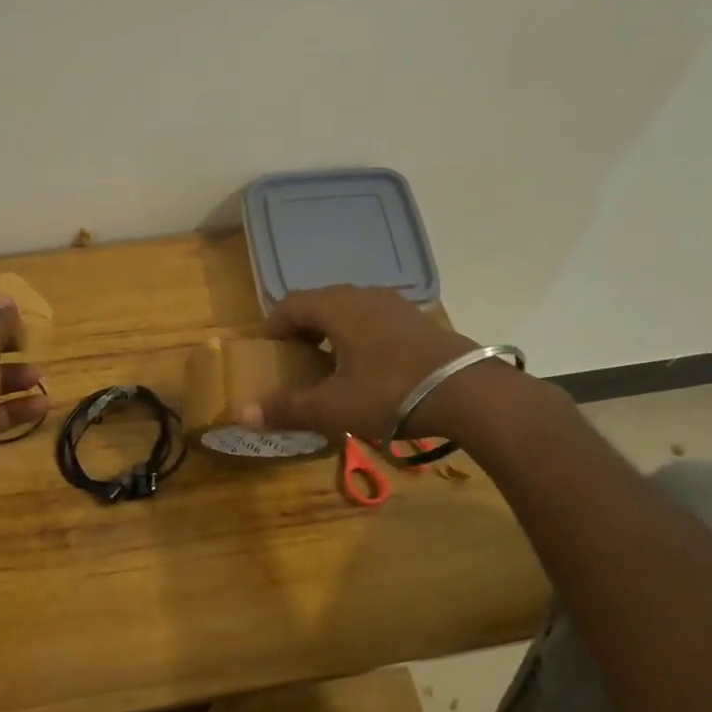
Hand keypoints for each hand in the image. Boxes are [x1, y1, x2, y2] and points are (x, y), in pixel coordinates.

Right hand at [241, 286, 474, 440]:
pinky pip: (377, 321)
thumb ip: (287, 407)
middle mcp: (365, 297)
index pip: (291, 304)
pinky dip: (360, 337)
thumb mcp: (333, 406)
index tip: (267, 351)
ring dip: (333, 332)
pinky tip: (368, 367)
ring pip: (351, 311)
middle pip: (321, 304)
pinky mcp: (420, 321)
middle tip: (294, 359)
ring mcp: (397, 306)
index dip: (273, 326)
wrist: (469, 393)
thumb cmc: (390, 392)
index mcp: (338, 308)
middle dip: (302, 329)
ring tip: (329, 363)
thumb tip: (243, 414)